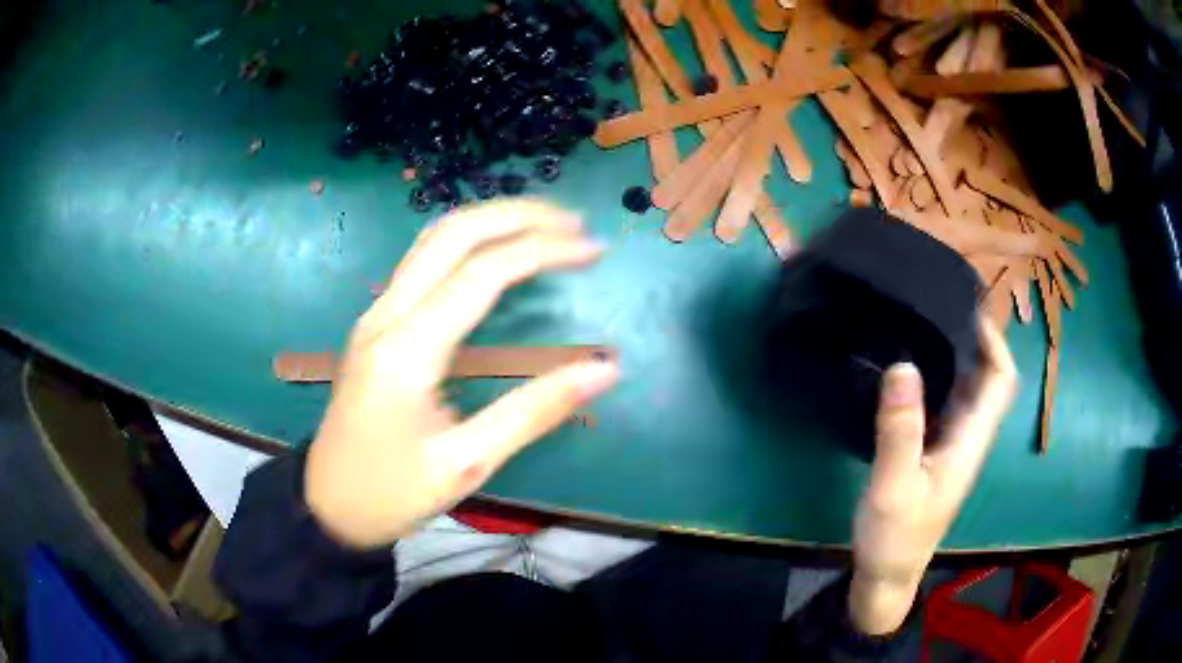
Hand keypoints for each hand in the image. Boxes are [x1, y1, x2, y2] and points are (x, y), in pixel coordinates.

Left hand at [304, 200, 617, 549]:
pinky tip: (495, 252)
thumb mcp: (466, 464)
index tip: (593, 249)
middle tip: (573, 222)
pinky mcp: (375, 324)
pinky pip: (422, 261)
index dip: (543, 250)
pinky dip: (467, 243)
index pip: (483, 272)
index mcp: (408, 348)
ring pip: (432, 239)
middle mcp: (387, 315)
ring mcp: (375, 315)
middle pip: (452, 233)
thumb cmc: (391, 492)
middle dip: (516, 215)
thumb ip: (534, 412)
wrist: (327, 504)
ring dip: (490, 221)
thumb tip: (604, 370)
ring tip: (543, 225)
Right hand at [849, 318, 1017, 633]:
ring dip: (957, 353)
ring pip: (967, 387)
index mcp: (970, 440)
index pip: (1000, 381)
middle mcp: (969, 436)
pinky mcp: (935, 450)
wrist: (887, 573)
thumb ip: (900, 430)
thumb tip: (903, 365)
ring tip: (925, 321)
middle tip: (942, 303)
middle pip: (988, 377)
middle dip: (976, 337)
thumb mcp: (893, 486)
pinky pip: (946, 401)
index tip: (969, 307)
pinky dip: (938, 374)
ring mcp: (953, 443)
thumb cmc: (895, 535)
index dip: (994, 341)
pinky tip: (911, 365)